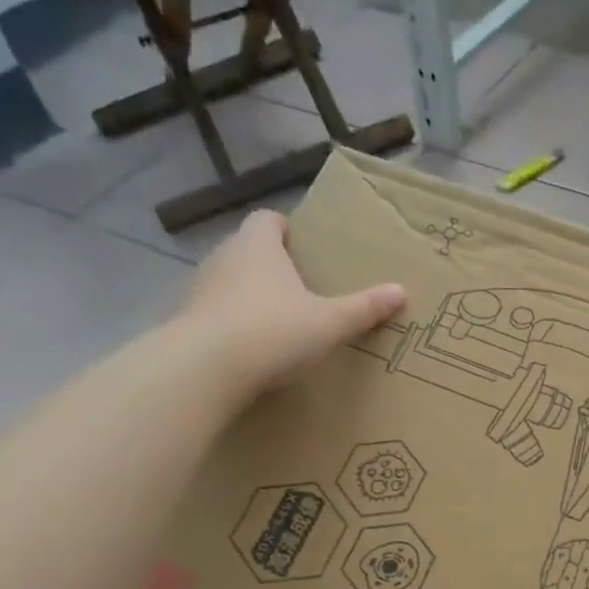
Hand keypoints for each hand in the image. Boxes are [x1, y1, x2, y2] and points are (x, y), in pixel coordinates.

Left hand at [179, 209, 405, 395]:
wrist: (205, 369)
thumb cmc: (273, 331)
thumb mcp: (329, 323)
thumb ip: (364, 308)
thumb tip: (401, 291)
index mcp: (258, 245)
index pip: (267, 220)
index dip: (285, 230)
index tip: (302, 249)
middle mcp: (224, 257)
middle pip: (248, 250)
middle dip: (271, 265)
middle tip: (299, 288)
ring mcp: (200, 289)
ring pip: (229, 282)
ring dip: (249, 296)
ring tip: (277, 321)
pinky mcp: (187, 322)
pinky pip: (215, 314)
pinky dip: (232, 325)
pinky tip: (251, 350)